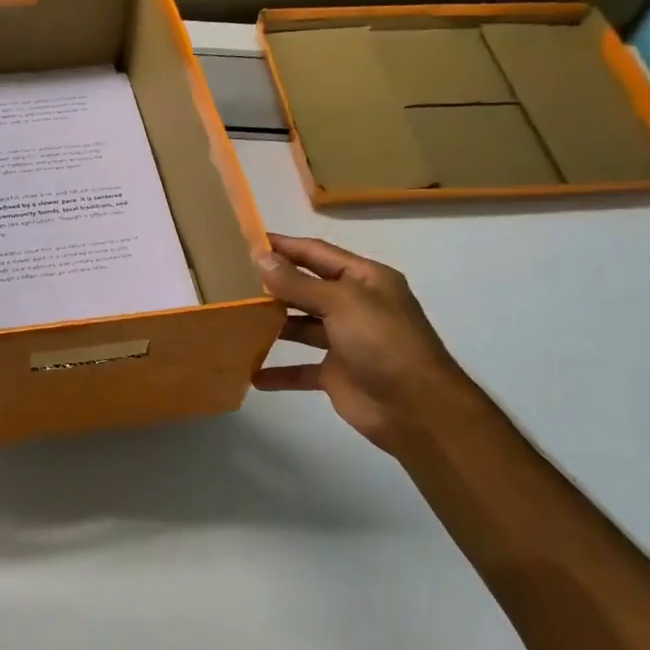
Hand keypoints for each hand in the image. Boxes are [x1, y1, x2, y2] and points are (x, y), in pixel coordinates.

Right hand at [252, 234, 474, 455]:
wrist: (416, 408)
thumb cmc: (382, 342)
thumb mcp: (341, 303)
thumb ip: (298, 282)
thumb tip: (260, 257)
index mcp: (365, 279)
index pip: (317, 253)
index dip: (285, 246)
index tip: (248, 241)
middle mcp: (356, 306)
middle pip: (307, 288)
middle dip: (275, 285)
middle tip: (232, 280)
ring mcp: (346, 341)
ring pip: (302, 327)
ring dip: (273, 326)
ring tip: (236, 320)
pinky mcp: (336, 374)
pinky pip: (301, 369)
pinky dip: (279, 372)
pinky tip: (252, 373)